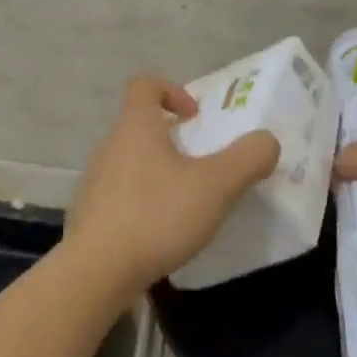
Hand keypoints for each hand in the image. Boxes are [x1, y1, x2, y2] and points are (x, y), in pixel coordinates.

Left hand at [65, 76, 279, 294]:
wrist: (97, 271)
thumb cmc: (157, 216)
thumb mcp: (216, 186)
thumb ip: (248, 158)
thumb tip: (266, 141)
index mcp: (136, 127)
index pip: (144, 85)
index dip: (172, 90)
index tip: (195, 116)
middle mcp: (109, 145)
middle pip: (139, 124)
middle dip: (171, 137)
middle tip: (200, 163)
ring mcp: (94, 180)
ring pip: (130, 160)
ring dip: (157, 170)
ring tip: (184, 200)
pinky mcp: (89, 213)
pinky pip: (120, 193)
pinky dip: (142, 200)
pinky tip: (160, 230)